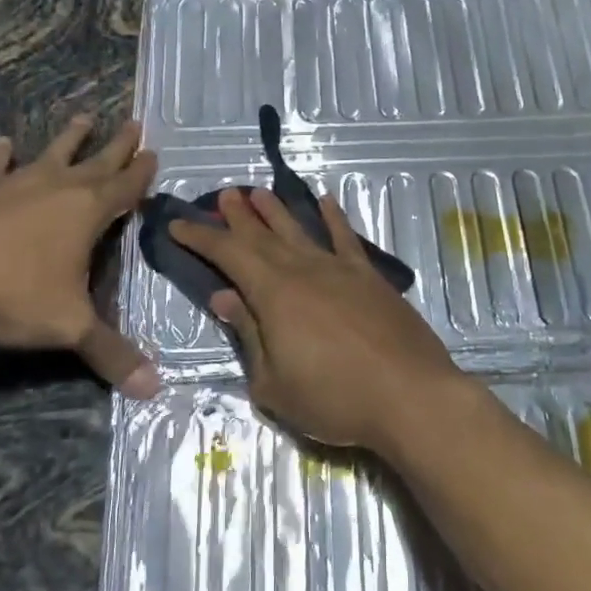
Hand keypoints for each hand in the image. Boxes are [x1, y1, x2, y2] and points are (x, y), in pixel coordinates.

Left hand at [0, 115, 160, 396]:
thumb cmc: (13, 294)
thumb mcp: (69, 327)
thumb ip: (111, 354)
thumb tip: (155, 389)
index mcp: (87, 212)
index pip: (125, 187)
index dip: (141, 173)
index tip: (154, 153)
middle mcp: (56, 188)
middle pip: (96, 161)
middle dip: (117, 145)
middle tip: (133, 123)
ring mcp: (13, 183)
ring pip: (49, 154)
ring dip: (69, 138)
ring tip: (83, 117)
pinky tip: (2, 142)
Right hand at [170, 188, 461, 451]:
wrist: (409, 394)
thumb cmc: (334, 398)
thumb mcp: (274, 383)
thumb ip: (248, 335)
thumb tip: (223, 297)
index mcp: (274, 294)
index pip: (229, 255)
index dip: (202, 238)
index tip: (180, 223)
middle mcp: (304, 270)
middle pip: (263, 236)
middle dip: (239, 216)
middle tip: (223, 195)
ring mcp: (340, 269)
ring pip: (300, 230)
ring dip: (277, 211)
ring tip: (259, 192)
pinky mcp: (370, 277)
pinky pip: (347, 239)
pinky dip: (335, 218)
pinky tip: (327, 202)